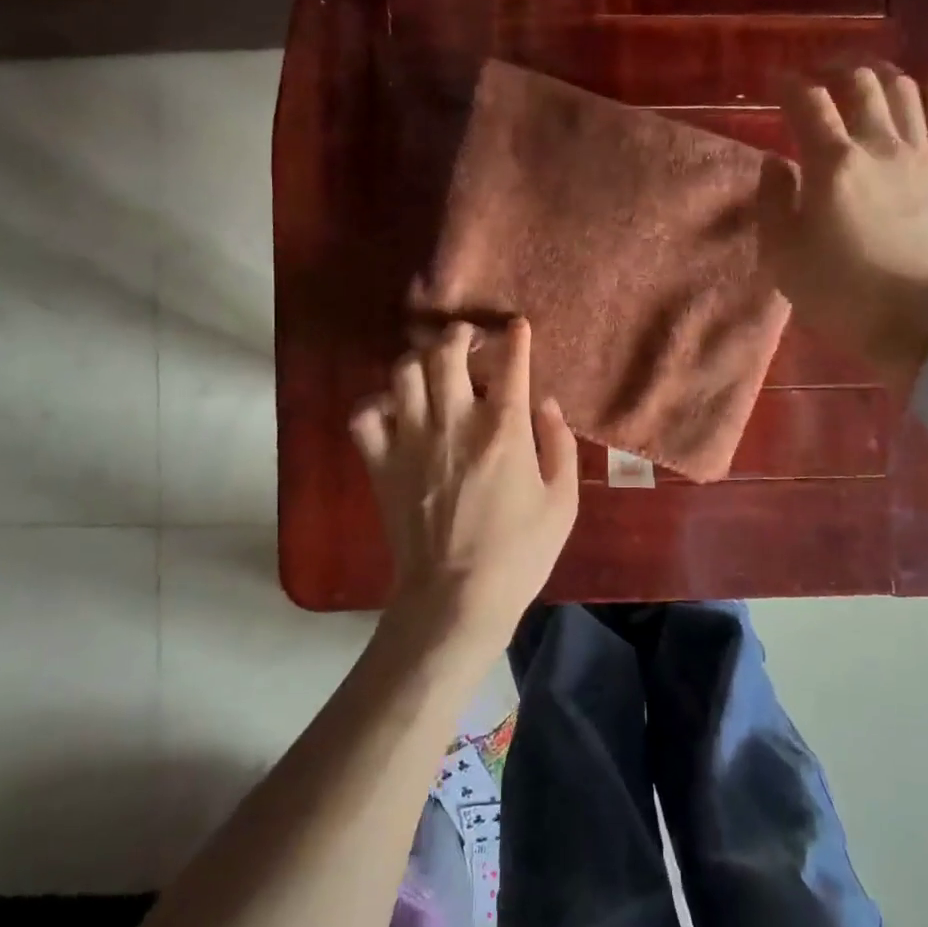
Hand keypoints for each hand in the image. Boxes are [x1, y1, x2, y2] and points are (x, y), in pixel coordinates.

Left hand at [349, 319, 578, 657]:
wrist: (456, 599)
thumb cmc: (520, 553)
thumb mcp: (563, 501)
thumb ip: (559, 443)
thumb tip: (545, 403)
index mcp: (503, 429)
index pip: (510, 363)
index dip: (514, 337)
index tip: (516, 327)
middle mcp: (454, 422)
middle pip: (446, 352)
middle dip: (460, 335)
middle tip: (468, 339)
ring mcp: (411, 440)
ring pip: (404, 373)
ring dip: (420, 361)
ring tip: (432, 368)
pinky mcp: (381, 463)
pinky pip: (364, 415)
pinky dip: (376, 404)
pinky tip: (394, 411)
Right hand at [759, 61, 927, 382]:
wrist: (917, 327)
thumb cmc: (840, 295)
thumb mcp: (783, 256)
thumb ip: (773, 201)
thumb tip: (776, 162)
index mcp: (833, 164)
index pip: (807, 103)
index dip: (788, 84)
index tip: (774, 81)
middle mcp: (879, 146)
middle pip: (859, 84)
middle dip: (834, 69)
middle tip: (817, 76)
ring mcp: (922, 157)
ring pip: (904, 91)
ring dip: (880, 73)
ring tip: (863, 75)